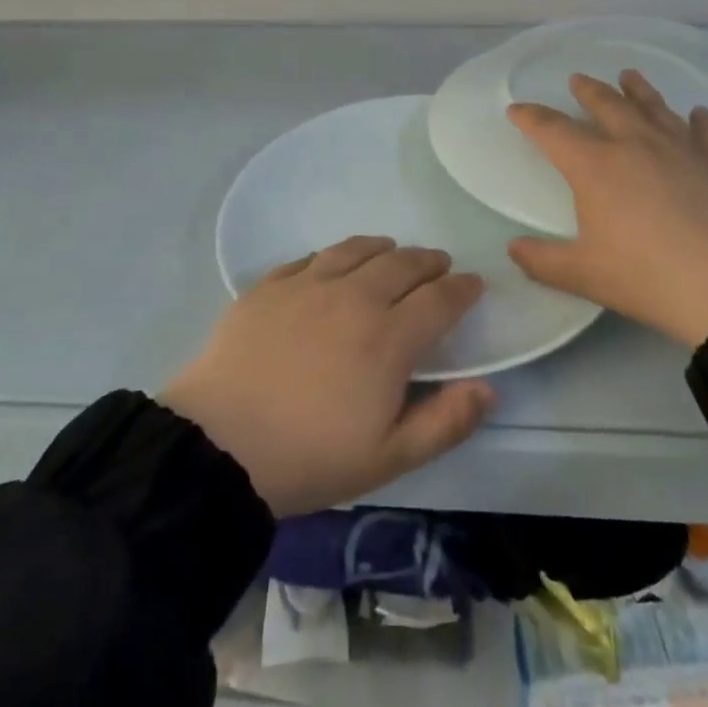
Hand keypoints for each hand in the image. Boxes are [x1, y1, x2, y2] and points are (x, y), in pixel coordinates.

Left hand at [162, 237, 495, 517]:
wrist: (219, 445)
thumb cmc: (310, 457)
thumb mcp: (388, 458)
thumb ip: (445, 422)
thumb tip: (488, 389)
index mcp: (388, 338)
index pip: (439, 299)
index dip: (462, 289)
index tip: (473, 285)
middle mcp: (353, 298)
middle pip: (402, 264)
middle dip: (428, 262)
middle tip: (439, 265)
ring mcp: (307, 286)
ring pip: (356, 250)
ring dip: (383, 248)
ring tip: (393, 251)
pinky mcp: (269, 286)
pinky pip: (311, 257)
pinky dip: (335, 256)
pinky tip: (334, 263)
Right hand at [505, 71, 707, 347]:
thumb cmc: (648, 277)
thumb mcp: (585, 275)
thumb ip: (543, 261)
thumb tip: (513, 249)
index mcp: (596, 166)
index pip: (553, 131)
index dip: (531, 118)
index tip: (517, 109)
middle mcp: (636, 145)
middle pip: (607, 105)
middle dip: (588, 91)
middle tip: (577, 78)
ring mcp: (682, 150)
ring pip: (655, 108)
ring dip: (638, 90)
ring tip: (629, 75)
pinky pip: (705, 132)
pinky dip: (699, 120)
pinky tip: (698, 112)